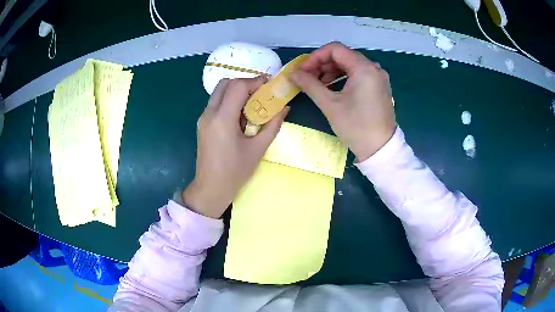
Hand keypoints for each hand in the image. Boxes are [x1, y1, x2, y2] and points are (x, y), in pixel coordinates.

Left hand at [182, 77, 288, 218]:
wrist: (210, 189)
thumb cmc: (235, 172)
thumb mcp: (258, 149)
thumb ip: (272, 125)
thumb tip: (284, 108)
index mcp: (222, 119)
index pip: (237, 86)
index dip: (255, 82)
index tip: (269, 86)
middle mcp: (209, 114)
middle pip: (225, 83)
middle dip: (245, 83)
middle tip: (260, 94)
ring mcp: (203, 118)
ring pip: (219, 92)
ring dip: (236, 92)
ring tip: (252, 105)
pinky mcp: (202, 124)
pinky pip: (216, 103)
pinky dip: (229, 101)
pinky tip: (240, 116)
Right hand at [291, 42, 395, 161]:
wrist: (380, 149)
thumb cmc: (356, 127)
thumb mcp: (330, 105)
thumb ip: (310, 84)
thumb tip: (293, 73)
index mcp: (364, 68)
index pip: (335, 49)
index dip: (315, 57)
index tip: (303, 70)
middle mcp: (374, 68)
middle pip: (343, 56)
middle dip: (322, 64)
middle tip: (308, 78)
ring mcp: (378, 77)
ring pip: (350, 65)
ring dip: (332, 71)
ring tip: (318, 84)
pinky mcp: (379, 87)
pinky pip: (359, 74)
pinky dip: (344, 77)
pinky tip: (333, 88)